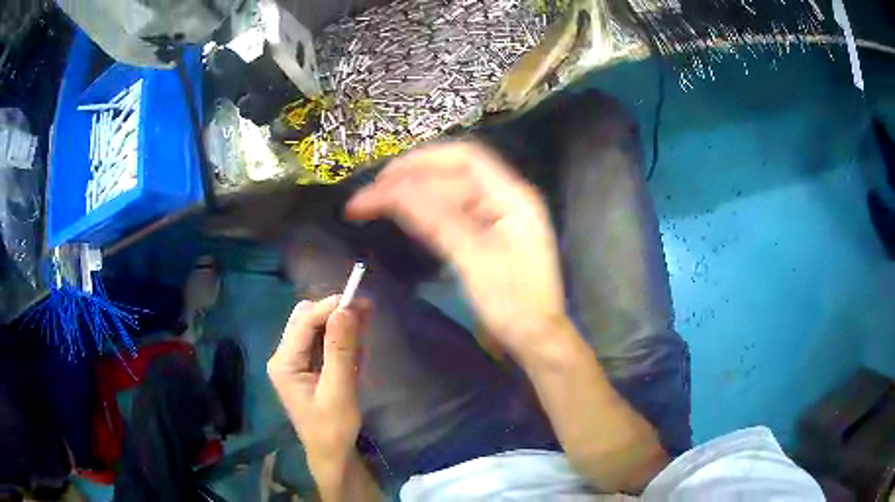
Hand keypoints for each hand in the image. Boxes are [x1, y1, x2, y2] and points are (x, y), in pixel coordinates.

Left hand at [268, 296, 368, 467]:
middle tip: (366, 312)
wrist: (332, 454)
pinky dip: (341, 339)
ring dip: (340, 324)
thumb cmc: (333, 427)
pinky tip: (358, 346)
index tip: (360, 300)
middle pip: (306, 319)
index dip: (330, 307)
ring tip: (365, 326)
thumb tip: (346, 309)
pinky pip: (323, 342)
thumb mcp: (339, 390)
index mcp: (284, 362)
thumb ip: (341, 349)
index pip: (304, 321)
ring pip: (316, 328)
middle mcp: (285, 356)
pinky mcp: (307, 367)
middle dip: (334, 312)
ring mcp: (295, 361)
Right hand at [346, 142, 567, 358]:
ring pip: (448, 196)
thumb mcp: (476, 261)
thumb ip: (437, 220)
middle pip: (452, 176)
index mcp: (513, 197)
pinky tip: (403, 217)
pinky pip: (451, 216)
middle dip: (410, 181)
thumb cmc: (514, 304)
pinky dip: (425, 215)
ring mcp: (495, 219)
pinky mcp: (486, 238)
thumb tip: (396, 189)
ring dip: (413, 197)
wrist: (535, 340)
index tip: (386, 177)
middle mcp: (505, 200)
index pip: (465, 159)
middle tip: (369, 196)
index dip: (423, 161)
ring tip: (375, 204)